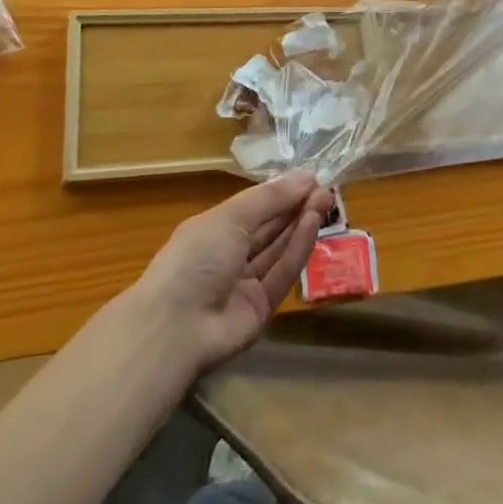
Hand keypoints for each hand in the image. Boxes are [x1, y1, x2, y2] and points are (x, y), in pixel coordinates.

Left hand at [127, 171, 332, 374]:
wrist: (176, 327)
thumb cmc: (197, 256)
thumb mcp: (231, 217)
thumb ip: (270, 198)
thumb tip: (306, 175)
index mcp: (214, 229)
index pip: (254, 207)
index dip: (281, 192)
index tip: (310, 178)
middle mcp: (230, 254)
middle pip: (269, 228)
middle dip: (296, 206)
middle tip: (325, 189)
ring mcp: (245, 283)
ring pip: (278, 249)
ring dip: (300, 224)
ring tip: (325, 200)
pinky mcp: (261, 308)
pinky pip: (282, 274)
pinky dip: (297, 249)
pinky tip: (312, 224)